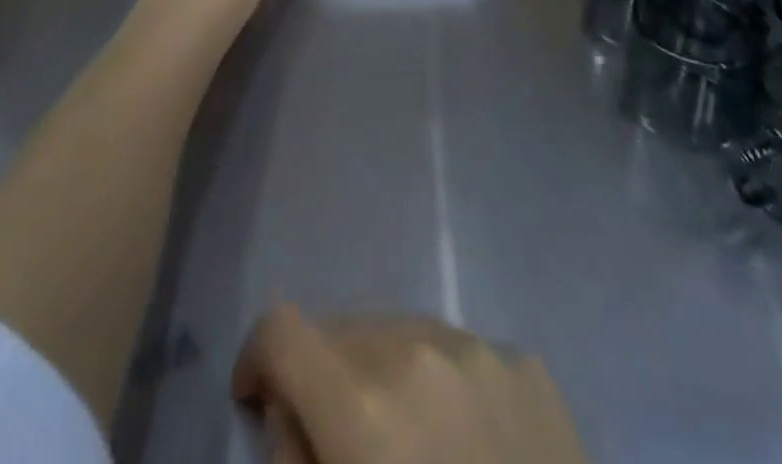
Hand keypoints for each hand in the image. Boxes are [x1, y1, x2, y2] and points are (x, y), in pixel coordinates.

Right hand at [233, 306, 591, 463]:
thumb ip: (295, 463)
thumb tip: (288, 411)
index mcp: (363, 406)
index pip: (282, 331)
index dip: (257, 360)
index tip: (254, 399)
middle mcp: (417, 351)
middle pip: (341, 331)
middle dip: (323, 376)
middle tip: (335, 439)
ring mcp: (479, 349)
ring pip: (400, 332)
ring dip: (383, 373)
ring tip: (406, 441)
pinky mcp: (527, 363)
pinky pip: (459, 354)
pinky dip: (441, 386)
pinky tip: (465, 445)